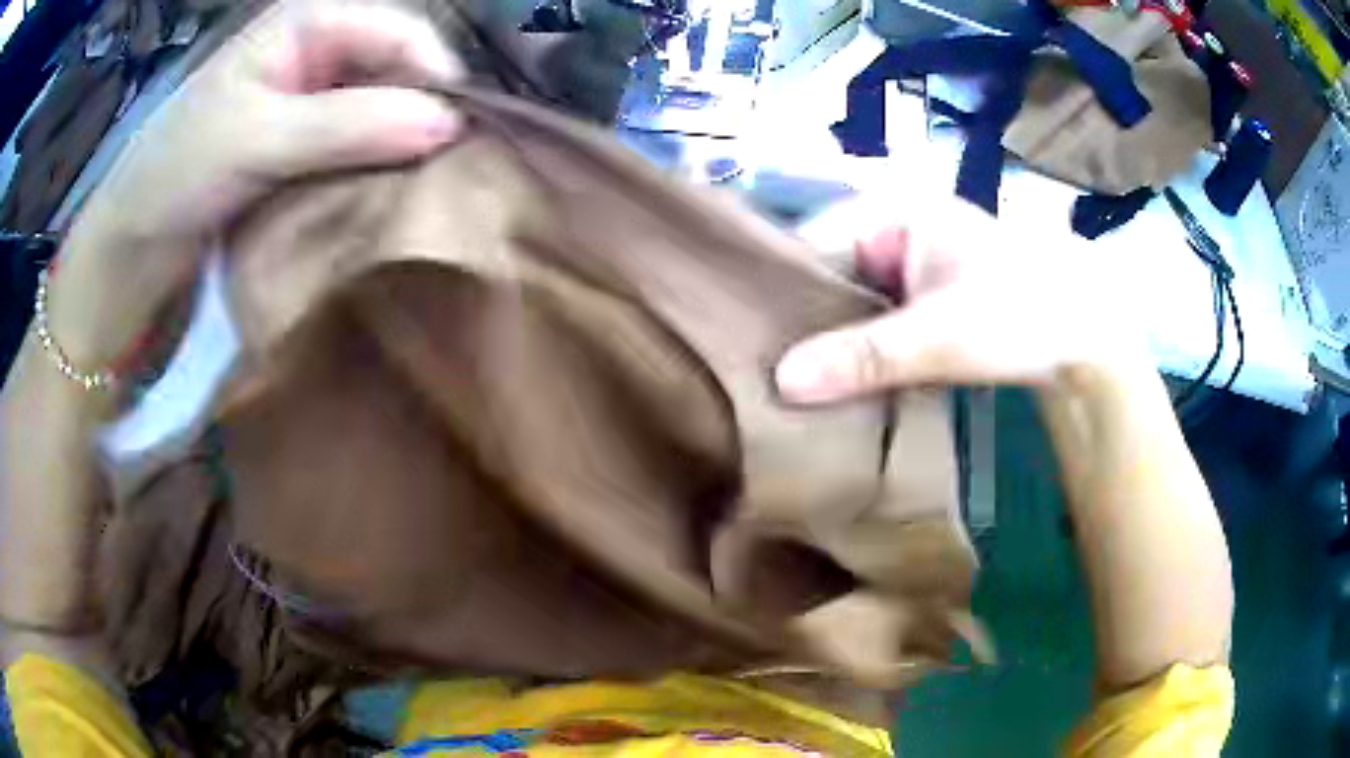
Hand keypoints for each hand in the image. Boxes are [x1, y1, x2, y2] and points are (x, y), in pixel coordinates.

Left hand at [51, 1, 467, 368]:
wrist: (135, 247)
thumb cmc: (179, 173)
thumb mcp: (258, 138)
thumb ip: (350, 126)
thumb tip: (451, 125)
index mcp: (310, 23)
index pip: (402, 33)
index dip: (435, 78)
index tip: (456, 141)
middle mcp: (320, 52)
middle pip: (399, 70)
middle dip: (422, 116)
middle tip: (444, 174)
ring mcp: (313, 101)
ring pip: (385, 112)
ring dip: (401, 150)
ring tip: (421, 193)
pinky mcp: (305, 146)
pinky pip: (361, 148)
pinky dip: (376, 173)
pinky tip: (383, 201)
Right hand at [777, 198, 1151, 402]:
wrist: (1086, 341)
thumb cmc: (1021, 314)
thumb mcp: (940, 336)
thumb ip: (863, 357)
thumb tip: (780, 382)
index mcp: (892, 211)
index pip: (811, 241)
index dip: (778, 289)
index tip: (745, 339)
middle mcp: (893, 230)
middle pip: (827, 274)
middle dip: (801, 321)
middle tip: (759, 369)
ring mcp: (908, 266)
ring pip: (848, 302)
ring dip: (828, 341)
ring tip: (784, 382)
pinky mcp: (922, 300)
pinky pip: (872, 321)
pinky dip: (856, 350)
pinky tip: (833, 382)